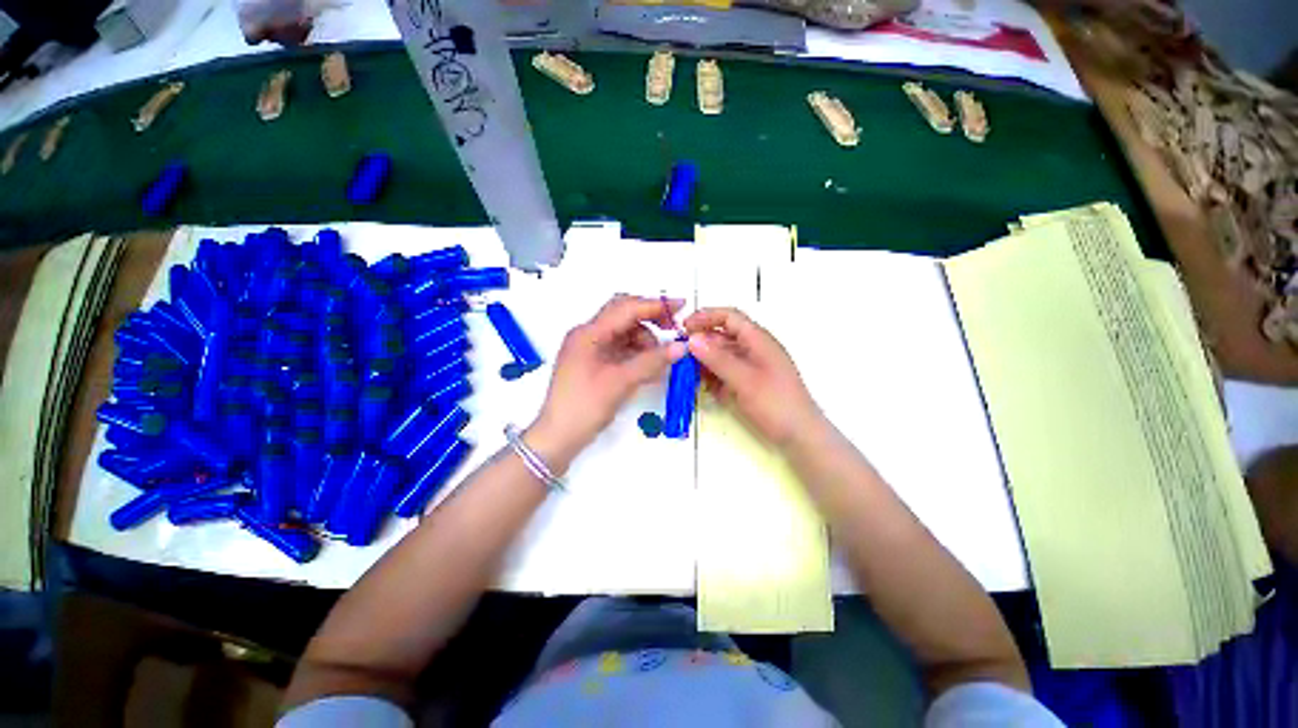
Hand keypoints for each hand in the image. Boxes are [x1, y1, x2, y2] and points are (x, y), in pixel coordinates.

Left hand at [531, 296, 687, 468]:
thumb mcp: (620, 382)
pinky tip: (650, 367)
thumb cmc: (585, 407)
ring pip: (624, 333)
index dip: (655, 305)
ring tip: (660, 360)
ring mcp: (589, 349)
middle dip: (650, 320)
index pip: (626, 308)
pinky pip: (620, 349)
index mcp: (589, 333)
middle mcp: (588, 335)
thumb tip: (682, 347)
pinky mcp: (593, 362)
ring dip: (644, 341)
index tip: (681, 306)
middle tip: (673, 330)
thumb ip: (652, 361)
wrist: (558, 437)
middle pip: (623, 315)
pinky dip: (636, 354)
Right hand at [683, 307, 822, 448]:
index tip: (683, 327)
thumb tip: (692, 339)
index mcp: (758, 340)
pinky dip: (713, 376)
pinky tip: (702, 385)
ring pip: (722, 356)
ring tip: (686, 371)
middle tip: (680, 354)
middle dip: (701, 343)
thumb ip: (718, 359)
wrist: (800, 436)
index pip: (729, 317)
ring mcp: (751, 367)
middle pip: (723, 337)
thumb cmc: (775, 404)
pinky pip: (726, 373)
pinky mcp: (748, 383)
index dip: (706, 317)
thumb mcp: (744, 380)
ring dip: (705, 361)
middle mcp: (754, 349)